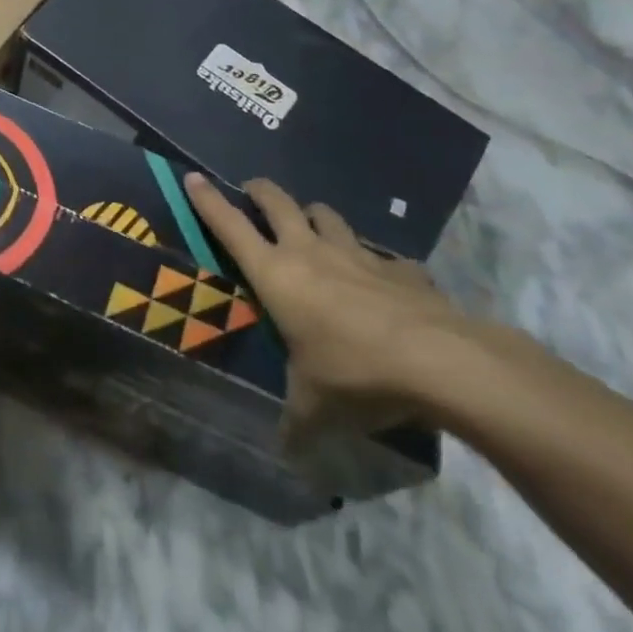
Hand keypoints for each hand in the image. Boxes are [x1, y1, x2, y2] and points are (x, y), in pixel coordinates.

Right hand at [184, 173, 472, 444]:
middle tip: (253, 193)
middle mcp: (310, 252)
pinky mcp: (398, 267)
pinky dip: (373, 262)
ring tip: (312, 229)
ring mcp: (356, 254)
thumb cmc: (355, 372)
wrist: (439, 361)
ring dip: (314, 216)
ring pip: (326, 215)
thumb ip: (295, 422)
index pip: (230, 226)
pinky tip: (381, 283)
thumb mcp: (315, 406)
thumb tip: (286, 453)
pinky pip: (380, 255)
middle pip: (277, 202)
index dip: (208, 200)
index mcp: (276, 274)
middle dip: (260, 192)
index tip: (193, 177)